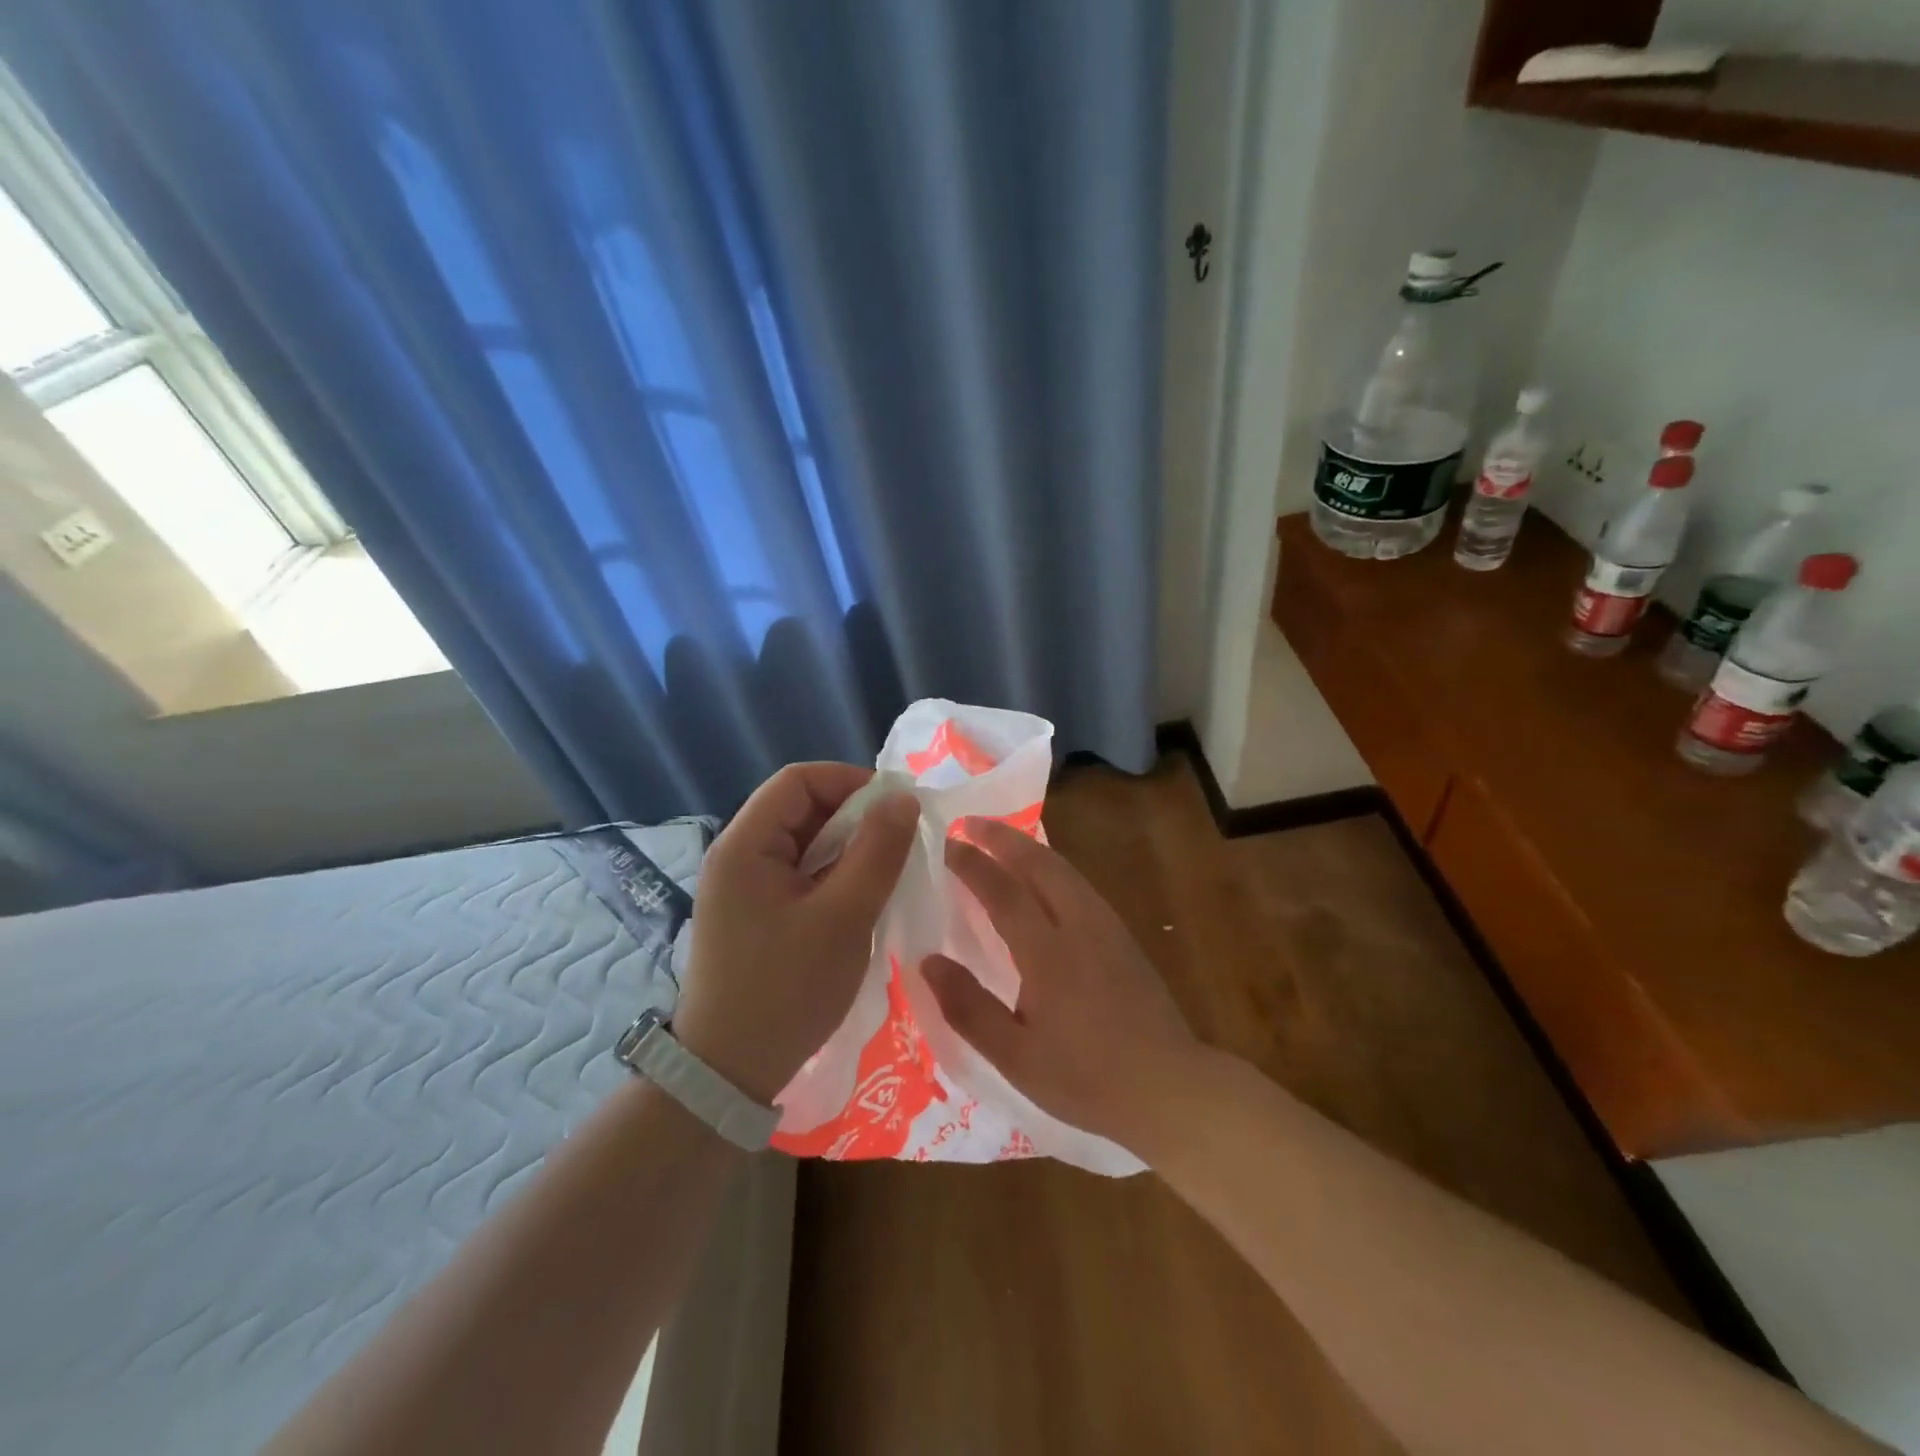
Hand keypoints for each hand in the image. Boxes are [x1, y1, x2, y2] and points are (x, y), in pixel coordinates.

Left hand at [674, 763, 918, 1105]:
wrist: (729, 1073)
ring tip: (886, 874)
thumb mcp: (844, 917)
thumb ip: (877, 852)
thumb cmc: (787, 989)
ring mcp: (743, 887)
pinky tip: (861, 901)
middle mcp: (737, 856)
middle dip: (854, 818)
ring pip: (804, 844)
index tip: (897, 808)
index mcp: (745, 844)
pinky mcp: (754, 915)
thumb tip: (903, 798)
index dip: (851, 782)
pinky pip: (799, 876)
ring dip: (847, 850)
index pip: (799, 780)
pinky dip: (833, 878)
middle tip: (900, 845)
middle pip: (801, 809)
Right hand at [924, 817, 1203, 1148]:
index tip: (946, 844)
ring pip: (1064, 869)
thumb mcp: (1016, 1057)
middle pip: (1039, 864)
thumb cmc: (1086, 1078)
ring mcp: (1106, 927)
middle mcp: (1079, 926)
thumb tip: (927, 961)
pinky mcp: (1123, 937)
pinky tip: (1043, 878)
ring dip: (1029, 848)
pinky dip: (1052, 866)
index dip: (972, 863)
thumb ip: (968, 1007)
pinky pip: (1079, 884)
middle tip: (969, 823)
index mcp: (1048, 953)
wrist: (1169, 1087)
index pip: (1003, 891)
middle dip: (1002, 837)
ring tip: (1001, 841)